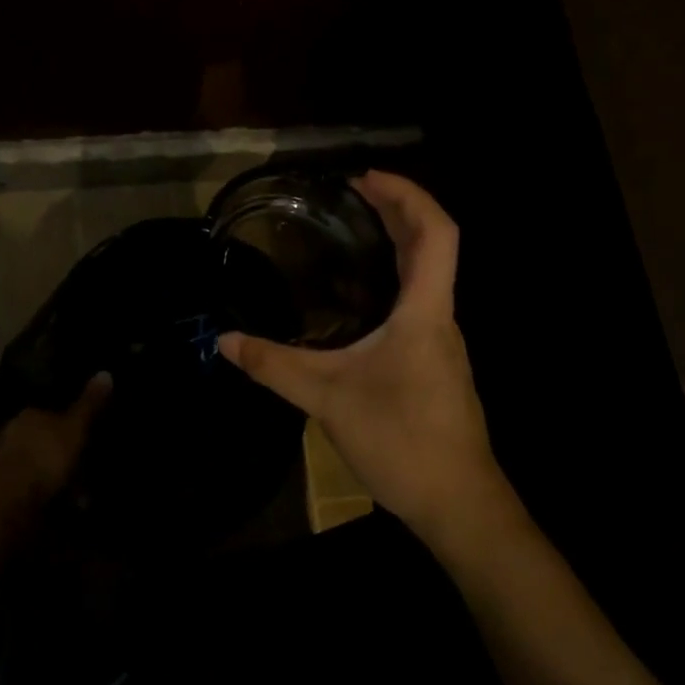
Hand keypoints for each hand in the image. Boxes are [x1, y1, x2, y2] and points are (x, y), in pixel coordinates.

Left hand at [0, 372, 109, 514]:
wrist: (11, 500)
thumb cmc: (46, 455)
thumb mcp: (75, 427)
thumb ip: (89, 404)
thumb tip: (105, 372)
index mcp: (28, 415)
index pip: (48, 413)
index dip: (67, 423)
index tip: (83, 435)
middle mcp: (11, 434)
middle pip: (41, 440)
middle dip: (60, 452)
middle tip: (84, 466)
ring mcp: (4, 463)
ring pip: (36, 465)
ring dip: (54, 477)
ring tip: (79, 494)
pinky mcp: (2, 491)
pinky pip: (31, 488)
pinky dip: (46, 496)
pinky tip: (63, 508)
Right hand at [218, 172, 508, 540]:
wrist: (459, 505)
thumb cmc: (402, 442)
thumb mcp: (327, 400)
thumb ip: (274, 366)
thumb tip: (225, 340)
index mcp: (425, 312)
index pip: (437, 233)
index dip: (407, 195)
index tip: (365, 179)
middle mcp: (440, 317)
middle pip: (433, 244)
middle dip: (397, 208)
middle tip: (351, 192)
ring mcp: (442, 341)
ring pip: (428, 273)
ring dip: (399, 241)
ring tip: (354, 229)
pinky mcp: (435, 362)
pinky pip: (419, 299)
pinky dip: (395, 275)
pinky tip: (360, 294)